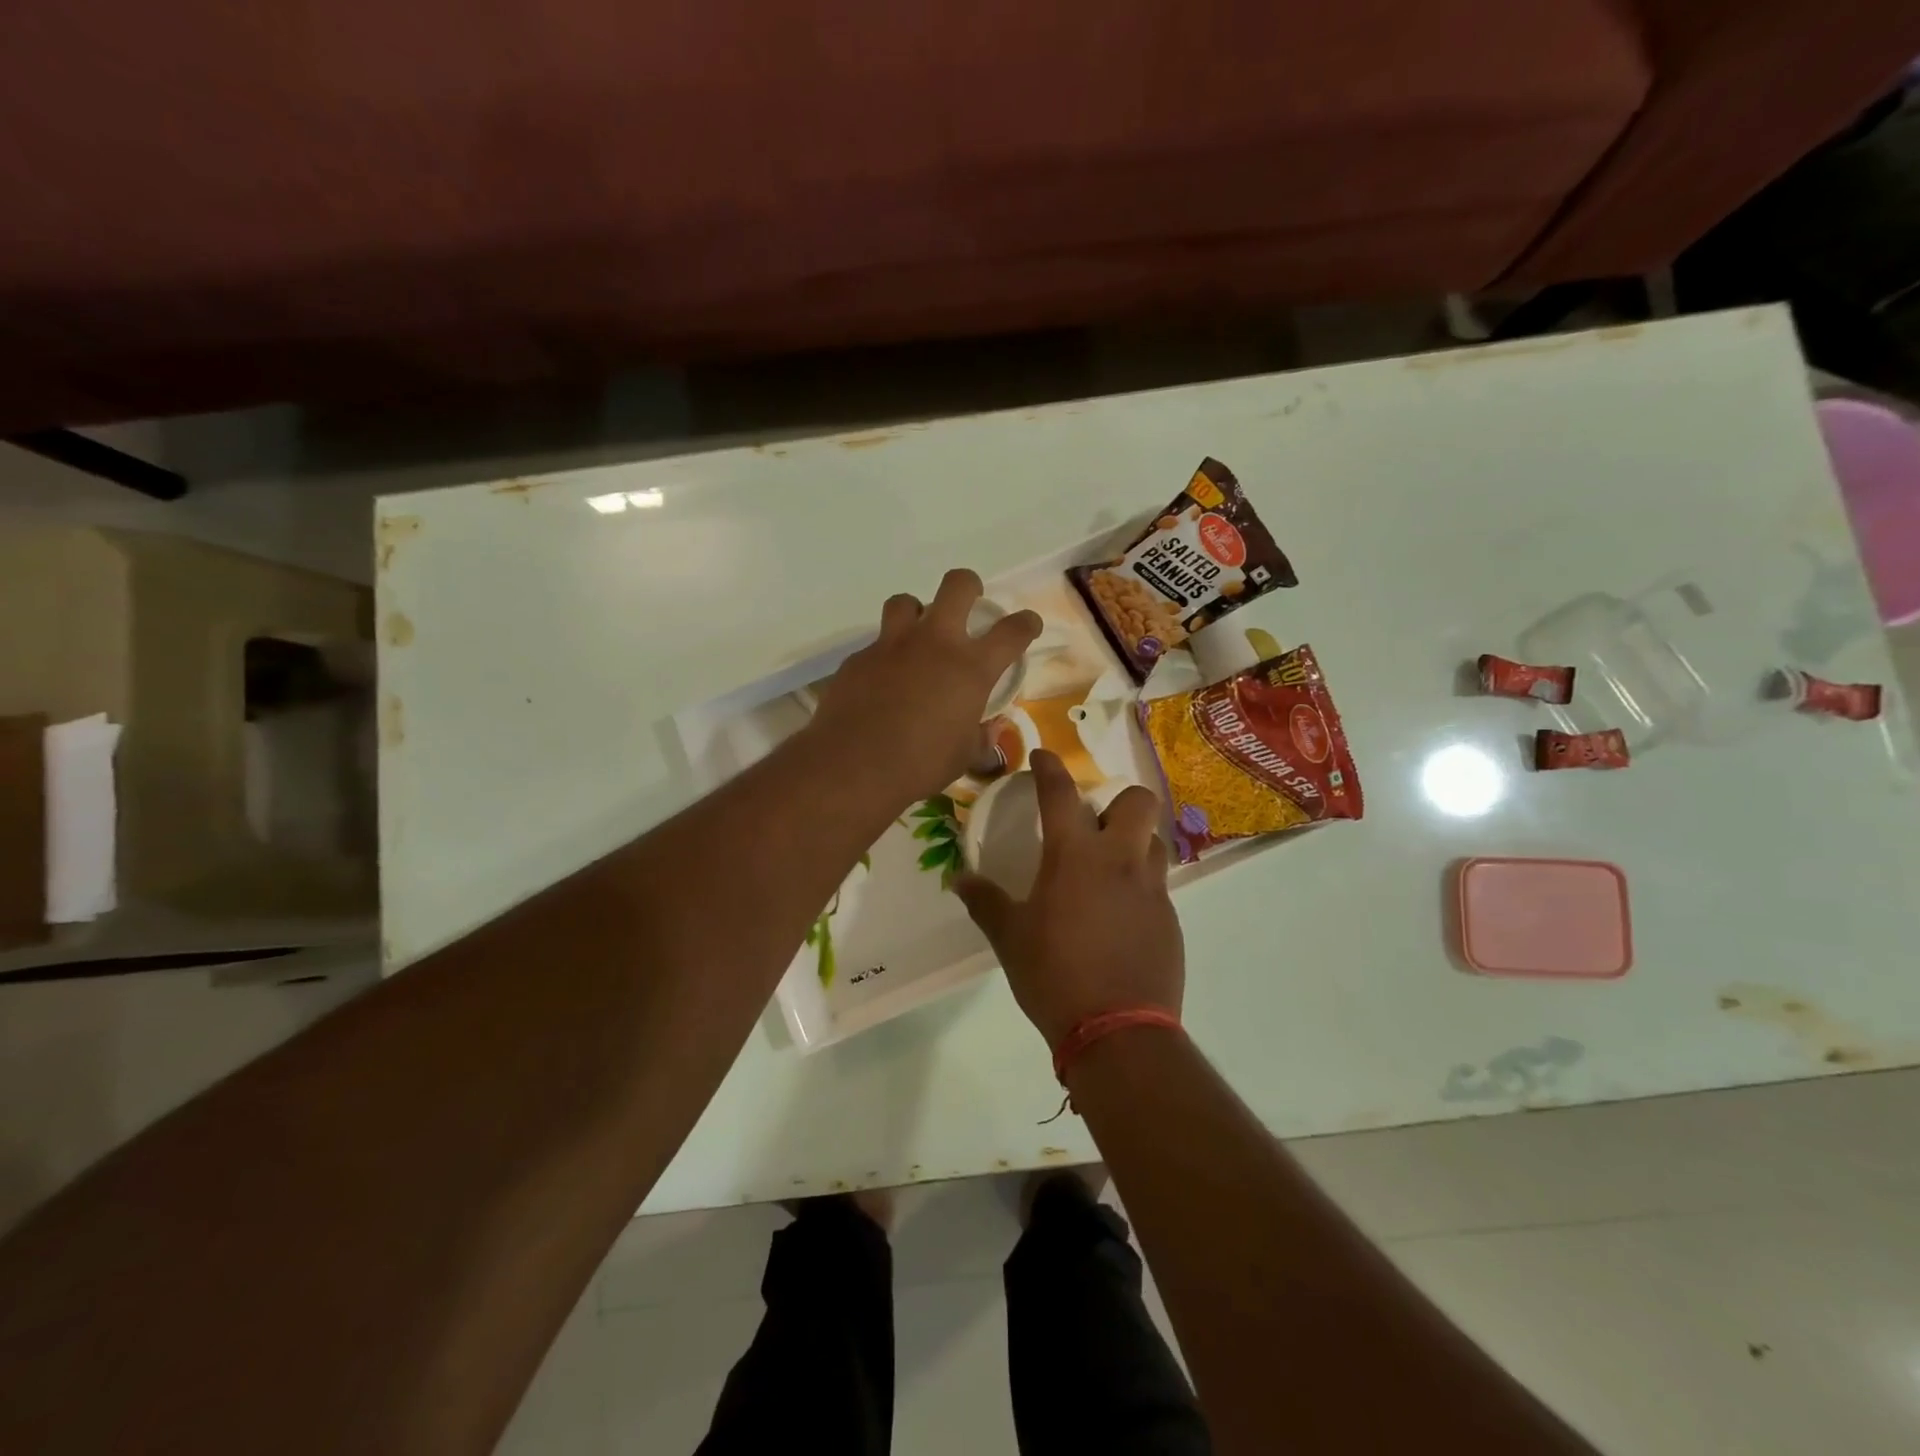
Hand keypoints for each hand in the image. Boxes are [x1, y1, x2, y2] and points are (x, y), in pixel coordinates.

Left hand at [806, 569, 1040, 804]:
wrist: (853, 766)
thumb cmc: (920, 765)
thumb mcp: (964, 756)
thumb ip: (981, 736)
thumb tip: (989, 728)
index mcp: (971, 668)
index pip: (1012, 631)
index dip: (1026, 624)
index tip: (1027, 624)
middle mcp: (934, 643)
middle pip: (957, 586)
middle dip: (969, 587)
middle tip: (969, 604)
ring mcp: (892, 645)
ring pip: (905, 602)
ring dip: (916, 613)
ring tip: (917, 636)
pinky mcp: (859, 658)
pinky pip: (876, 644)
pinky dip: (885, 656)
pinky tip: (882, 682)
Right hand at [954, 750, 1183, 1047]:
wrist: (1118, 1032)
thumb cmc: (1054, 975)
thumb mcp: (1010, 939)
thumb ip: (985, 903)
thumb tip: (959, 880)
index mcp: (1075, 856)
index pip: (1061, 793)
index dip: (1050, 767)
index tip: (1042, 757)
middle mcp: (1120, 861)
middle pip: (1138, 801)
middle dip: (1117, 801)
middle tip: (1093, 826)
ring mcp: (1152, 890)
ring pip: (1153, 841)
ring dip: (1133, 842)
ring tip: (1107, 869)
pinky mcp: (1170, 919)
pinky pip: (1157, 885)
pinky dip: (1139, 885)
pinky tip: (1118, 916)